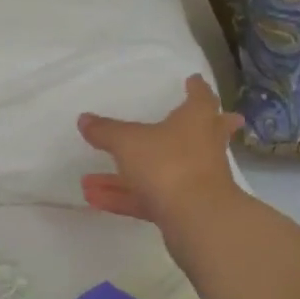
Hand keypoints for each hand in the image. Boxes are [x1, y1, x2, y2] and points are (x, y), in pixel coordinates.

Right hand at [78, 75, 244, 229]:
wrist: (197, 219)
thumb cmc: (168, 164)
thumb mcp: (128, 142)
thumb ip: (105, 131)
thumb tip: (84, 119)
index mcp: (196, 121)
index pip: (201, 98)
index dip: (197, 88)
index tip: (194, 79)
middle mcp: (201, 148)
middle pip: (202, 134)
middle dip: (200, 127)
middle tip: (215, 117)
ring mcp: (195, 181)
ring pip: (162, 172)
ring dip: (128, 175)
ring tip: (89, 179)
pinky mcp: (183, 210)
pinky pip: (148, 198)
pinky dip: (122, 197)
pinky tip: (93, 199)